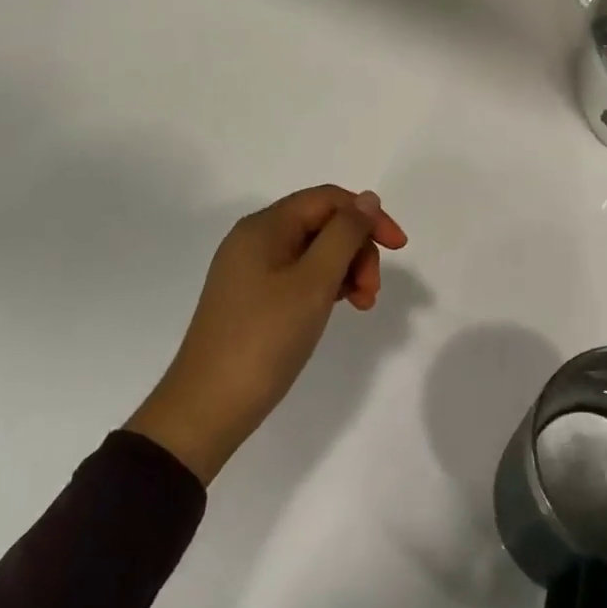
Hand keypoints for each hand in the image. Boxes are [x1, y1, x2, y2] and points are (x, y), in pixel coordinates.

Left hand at [127, 186, 408, 484]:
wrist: (207, 409)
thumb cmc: (264, 339)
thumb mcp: (313, 283)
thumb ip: (345, 235)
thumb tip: (367, 199)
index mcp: (265, 226)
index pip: (328, 199)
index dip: (368, 216)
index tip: (399, 248)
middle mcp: (255, 239)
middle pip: (322, 224)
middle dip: (357, 249)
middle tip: (372, 293)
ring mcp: (252, 270)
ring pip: (314, 251)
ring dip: (346, 270)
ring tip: (361, 305)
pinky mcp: (253, 298)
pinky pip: (300, 275)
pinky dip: (326, 286)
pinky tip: (338, 308)